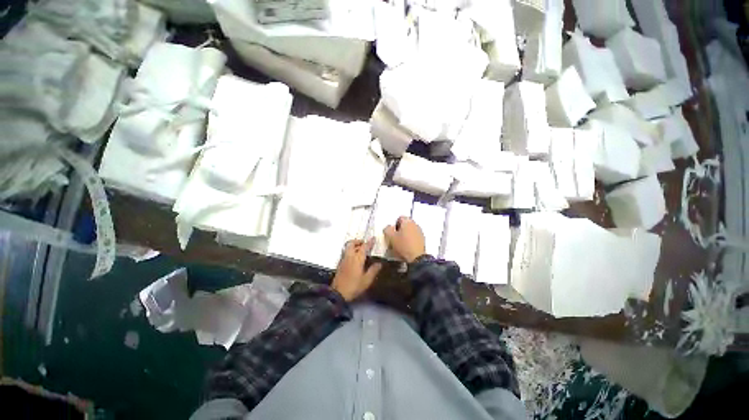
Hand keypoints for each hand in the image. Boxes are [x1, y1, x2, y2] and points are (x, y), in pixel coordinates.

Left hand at [332, 239, 382, 301]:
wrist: (338, 293)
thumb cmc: (354, 286)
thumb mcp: (366, 280)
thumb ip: (373, 270)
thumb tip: (379, 263)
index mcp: (357, 259)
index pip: (364, 247)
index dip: (369, 242)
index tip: (374, 238)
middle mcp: (349, 256)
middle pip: (352, 243)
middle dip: (358, 241)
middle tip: (364, 243)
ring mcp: (343, 259)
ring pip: (347, 247)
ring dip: (354, 245)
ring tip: (360, 249)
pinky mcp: (340, 264)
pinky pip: (345, 252)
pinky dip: (350, 251)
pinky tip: (355, 257)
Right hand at [384, 216, 425, 262]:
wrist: (417, 258)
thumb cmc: (403, 245)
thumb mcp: (390, 237)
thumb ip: (387, 229)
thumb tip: (389, 227)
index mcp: (408, 221)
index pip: (400, 218)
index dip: (394, 224)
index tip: (392, 232)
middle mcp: (415, 224)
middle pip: (405, 224)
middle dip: (400, 230)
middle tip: (395, 238)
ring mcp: (420, 232)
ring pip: (410, 231)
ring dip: (405, 235)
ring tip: (401, 244)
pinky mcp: (423, 240)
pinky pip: (414, 237)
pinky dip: (410, 240)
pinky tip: (407, 247)